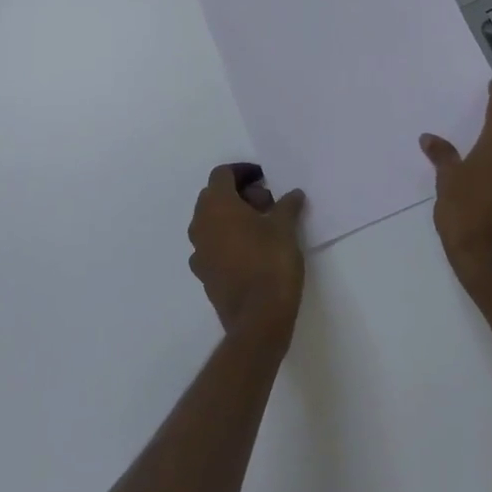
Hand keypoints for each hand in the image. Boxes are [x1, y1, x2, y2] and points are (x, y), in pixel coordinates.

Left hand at [188, 164, 306, 345]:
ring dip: (232, 217)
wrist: (258, 319)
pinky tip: (251, 251)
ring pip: (211, 222)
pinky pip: (212, 246)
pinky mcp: (204, 275)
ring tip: (262, 227)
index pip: (222, 174)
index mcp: (217, 205)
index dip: (243, 172)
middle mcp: (201, 224)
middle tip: (267, 203)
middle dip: (239, 194)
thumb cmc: (271, 263)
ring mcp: (198, 251)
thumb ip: (287, 205)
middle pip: (214, 196)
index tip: (265, 180)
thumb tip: (293, 194)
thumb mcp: (286, 228)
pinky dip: (228, 240)